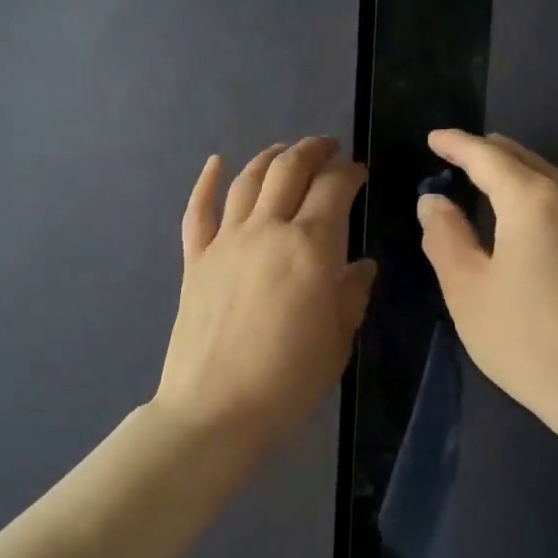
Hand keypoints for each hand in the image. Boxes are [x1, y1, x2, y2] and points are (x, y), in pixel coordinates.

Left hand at [154, 137, 376, 457]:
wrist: (216, 409)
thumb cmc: (288, 379)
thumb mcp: (338, 339)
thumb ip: (352, 293)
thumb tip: (361, 265)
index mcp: (310, 247)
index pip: (333, 189)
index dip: (350, 173)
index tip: (359, 172)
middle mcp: (266, 230)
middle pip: (288, 170)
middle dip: (312, 151)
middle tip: (328, 148)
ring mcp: (225, 242)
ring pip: (247, 181)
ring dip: (269, 157)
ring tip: (284, 151)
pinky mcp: (195, 261)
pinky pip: (198, 211)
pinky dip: (207, 183)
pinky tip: (216, 163)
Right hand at [417, 129, 557, 439]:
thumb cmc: (525, 337)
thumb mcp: (467, 288)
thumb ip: (445, 237)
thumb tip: (434, 201)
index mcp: (531, 201)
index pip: (488, 158)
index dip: (458, 145)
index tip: (434, 137)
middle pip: (524, 160)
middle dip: (488, 151)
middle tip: (458, 151)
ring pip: (548, 179)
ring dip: (514, 170)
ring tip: (487, 173)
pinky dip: (534, 192)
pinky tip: (522, 211)